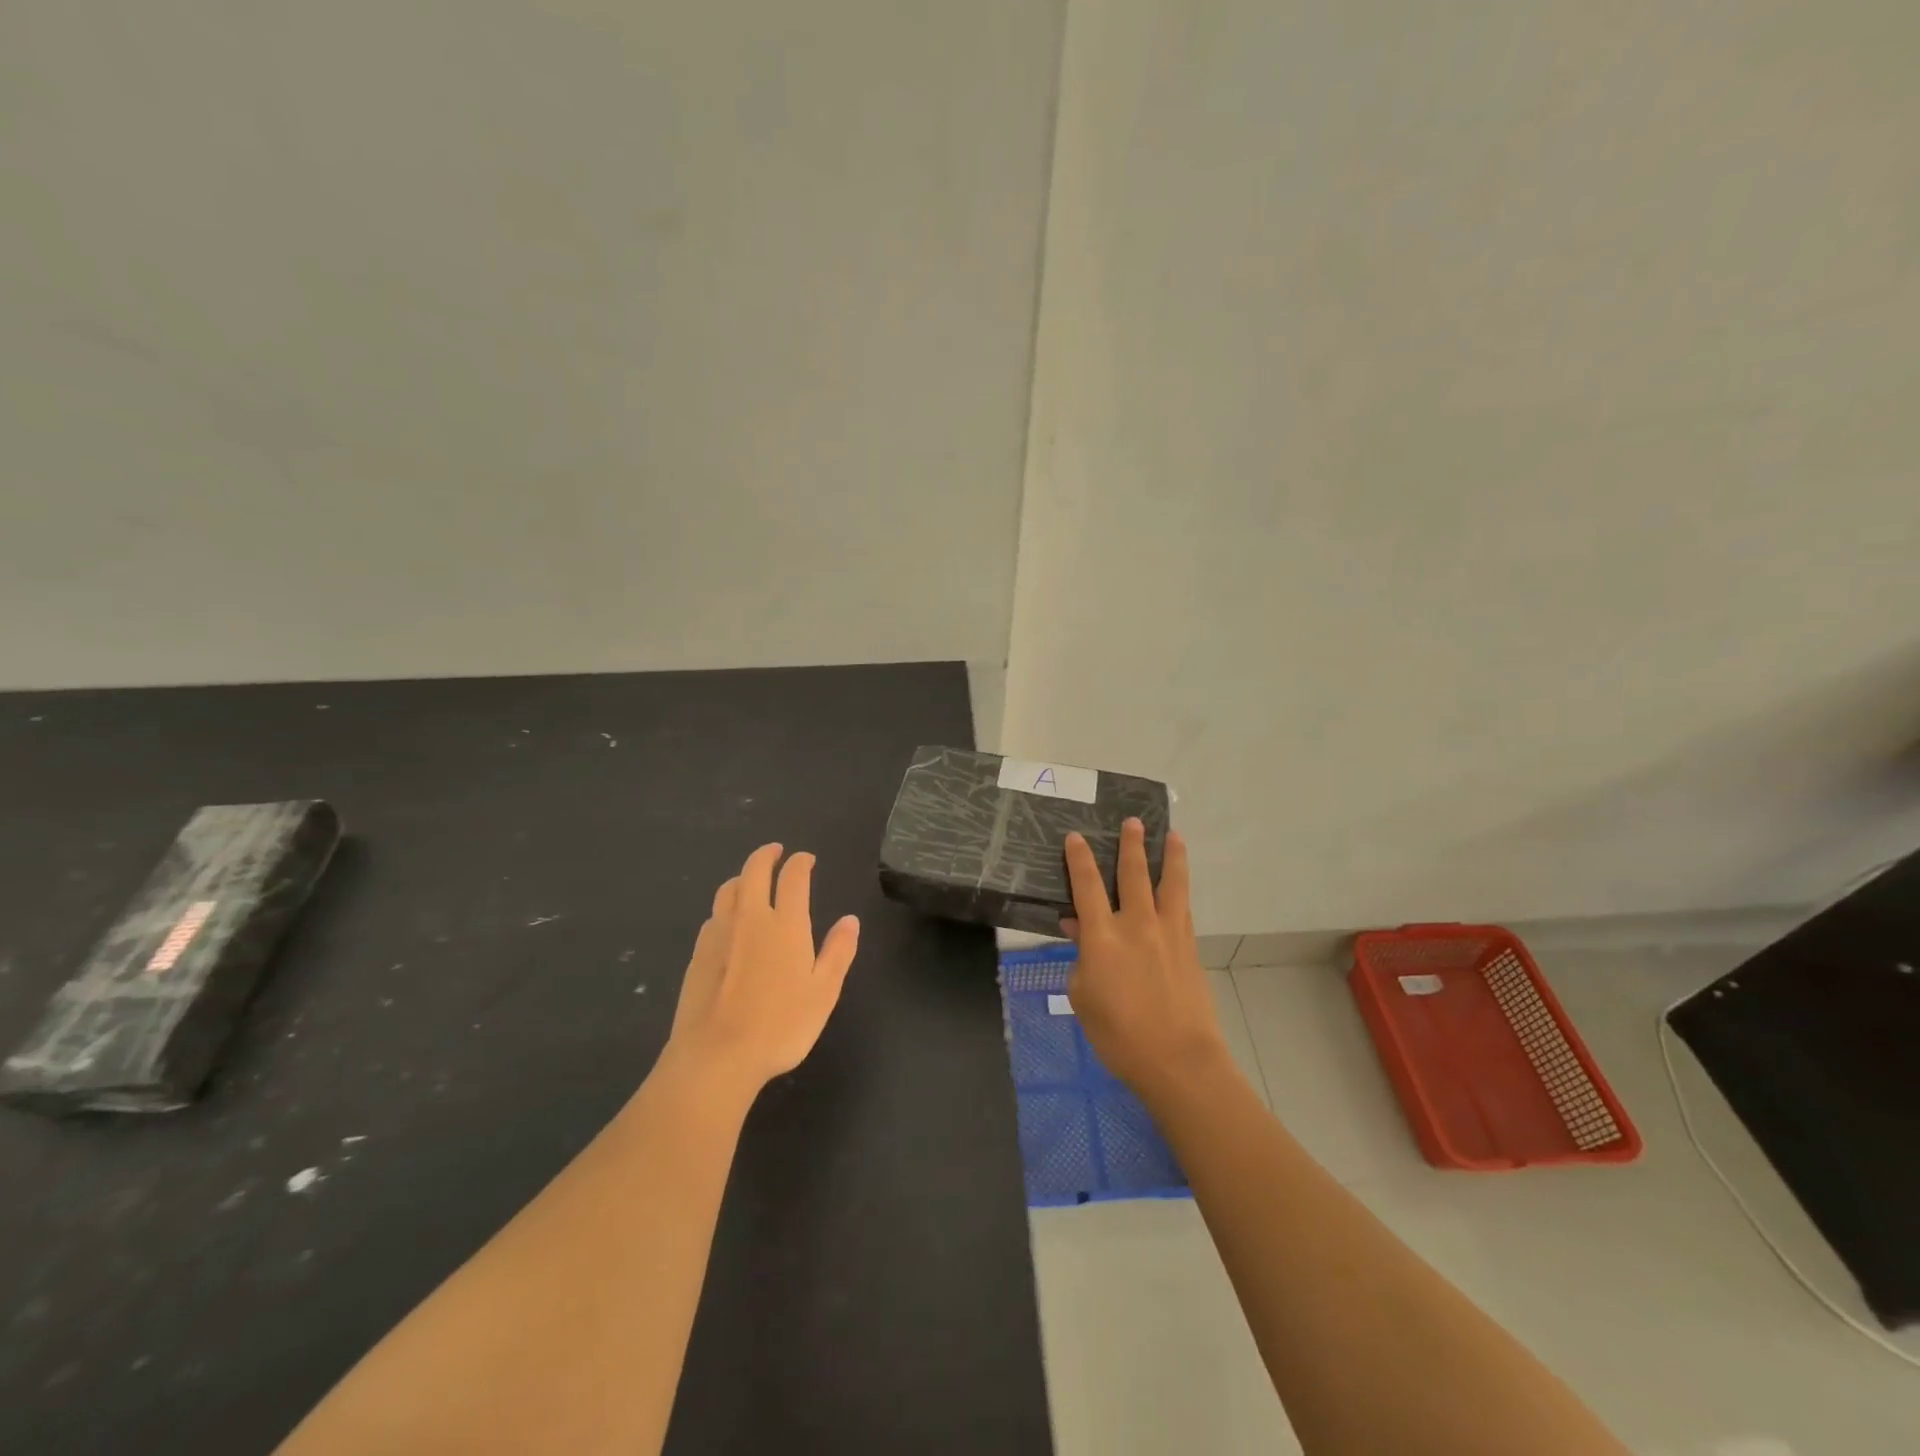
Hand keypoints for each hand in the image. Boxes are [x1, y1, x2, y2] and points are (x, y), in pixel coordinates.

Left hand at [667, 843, 859, 1093]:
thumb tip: (850, 920)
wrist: (717, 1056)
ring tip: (750, 881)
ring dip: (742, 878)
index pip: (793, 877)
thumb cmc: (781, 1025)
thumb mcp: (824, 992)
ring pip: (728, 890)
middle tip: (776, 851)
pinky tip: (728, 923)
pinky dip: (725, 908)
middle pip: (754, 870)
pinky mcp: (698, 954)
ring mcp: (719, 934)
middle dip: (766, 855)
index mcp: (785, 924)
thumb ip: (838, 952)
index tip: (806, 859)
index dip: (800, 862)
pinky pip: (713, 917)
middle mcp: (750, 918)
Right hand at [1063, 821, 1231, 1102]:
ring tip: (1173, 835)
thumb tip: (1079, 930)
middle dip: (1131, 845)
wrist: (1178, 1059)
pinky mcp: (1189, 947)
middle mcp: (1136, 924)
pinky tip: (1181, 883)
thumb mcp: (1082, 997)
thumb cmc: (1119, 1034)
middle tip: (1133, 822)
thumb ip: (1079, 958)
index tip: (1075, 837)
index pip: (1087, 886)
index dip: (1079, 859)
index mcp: (1102, 937)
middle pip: (1133, 874)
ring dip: (1171, 856)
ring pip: (1170, 884)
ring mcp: (1168, 933)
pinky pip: (1184, 907)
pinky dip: (1181, 889)